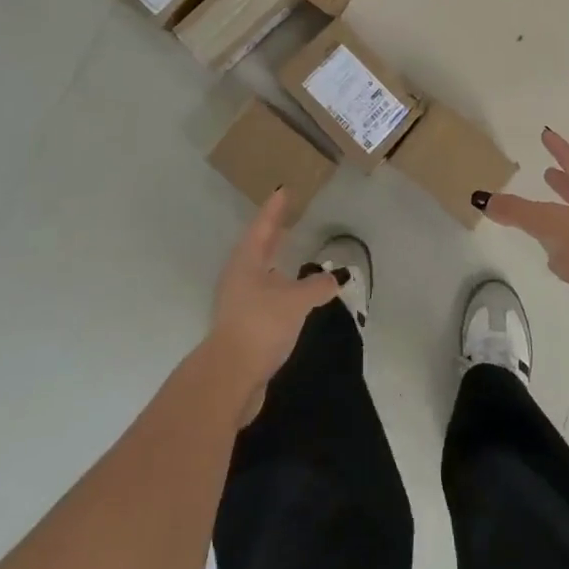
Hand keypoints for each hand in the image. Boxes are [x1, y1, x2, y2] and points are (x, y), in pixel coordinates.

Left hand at [206, 189, 344, 424]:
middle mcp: (239, 276)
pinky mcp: (243, 325)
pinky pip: (264, 294)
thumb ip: (318, 287)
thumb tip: (337, 277)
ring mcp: (238, 302)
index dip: (275, 209)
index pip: (263, 226)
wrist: (230, 377)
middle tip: (286, 217)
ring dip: (274, 260)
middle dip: (272, 233)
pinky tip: (290, 293)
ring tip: (289, 252)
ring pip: (259, 272)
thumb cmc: (261, 325)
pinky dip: (278, 286)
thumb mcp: (296, 301)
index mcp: (247, 261)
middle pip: (258, 247)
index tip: (283, 191)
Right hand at [481, 129, 568, 346]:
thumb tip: (481, 198)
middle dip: (563, 182)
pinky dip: (562, 247)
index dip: (559, 148)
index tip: (546, 133)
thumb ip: (517, 211)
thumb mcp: (549, 223)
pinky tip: (550, 257)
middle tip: (546, 173)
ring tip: (542, 212)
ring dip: (561, 214)